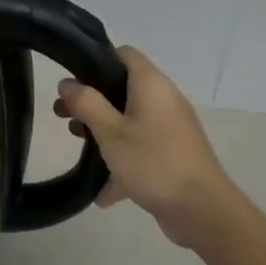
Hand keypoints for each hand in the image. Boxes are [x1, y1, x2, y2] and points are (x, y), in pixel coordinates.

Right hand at [55, 46, 242, 249]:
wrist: (202, 210)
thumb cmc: (153, 162)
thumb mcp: (110, 132)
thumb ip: (86, 104)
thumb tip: (67, 83)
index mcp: (151, 84)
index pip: (123, 54)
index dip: (95, 60)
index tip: (71, 80)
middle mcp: (163, 99)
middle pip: (122, 88)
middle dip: (92, 101)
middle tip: (63, 116)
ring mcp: (170, 128)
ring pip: (130, 119)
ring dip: (103, 130)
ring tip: (77, 145)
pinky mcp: (172, 154)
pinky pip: (140, 148)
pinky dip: (122, 160)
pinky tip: (101, 190)